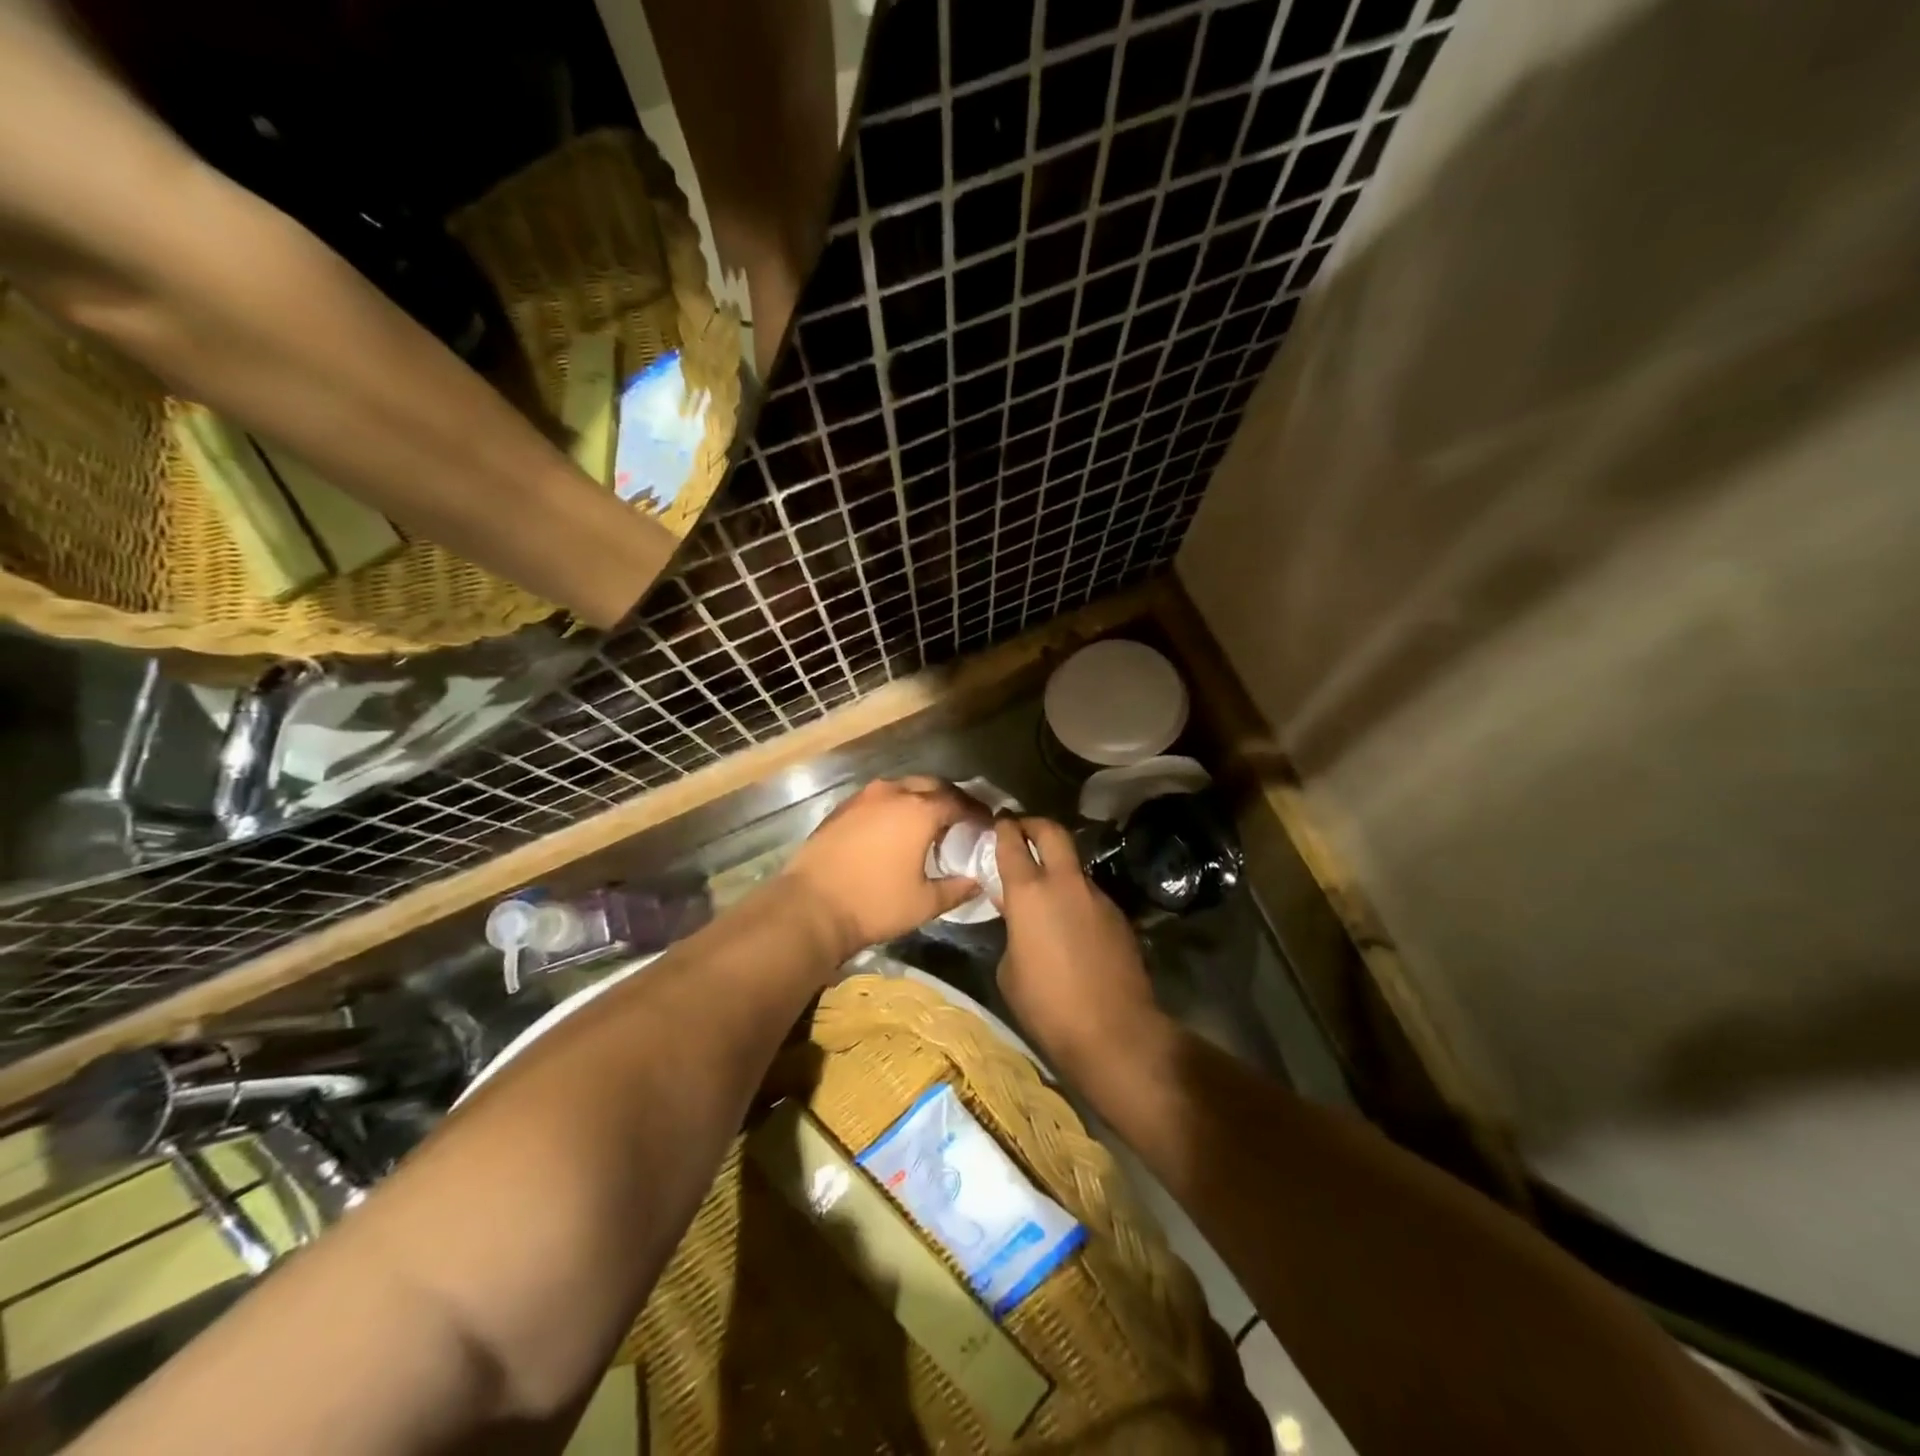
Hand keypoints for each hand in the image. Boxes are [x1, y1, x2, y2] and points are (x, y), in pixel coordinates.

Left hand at [781, 777, 982, 960]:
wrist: (810, 907)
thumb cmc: (874, 904)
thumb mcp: (924, 903)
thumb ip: (956, 888)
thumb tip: (977, 882)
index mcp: (919, 811)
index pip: (959, 802)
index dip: (976, 812)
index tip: (986, 824)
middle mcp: (892, 794)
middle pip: (931, 785)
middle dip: (950, 798)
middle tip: (961, 818)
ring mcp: (863, 798)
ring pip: (901, 788)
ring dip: (919, 799)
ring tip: (928, 822)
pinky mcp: (841, 809)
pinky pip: (878, 799)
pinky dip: (893, 806)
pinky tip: (894, 828)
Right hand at [993, 816, 1167, 1081]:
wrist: (1113, 1030)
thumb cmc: (1047, 1005)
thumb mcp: (1009, 969)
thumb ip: (1011, 930)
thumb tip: (1019, 919)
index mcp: (1029, 892)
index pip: (1012, 843)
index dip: (1004, 828)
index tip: (999, 822)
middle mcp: (1065, 883)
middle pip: (1052, 832)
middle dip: (1034, 824)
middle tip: (1022, 829)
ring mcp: (1097, 896)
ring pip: (1073, 866)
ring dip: (1057, 867)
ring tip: (1045, 890)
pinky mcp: (1118, 915)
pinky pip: (1089, 895)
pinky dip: (1075, 898)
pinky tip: (1070, 924)